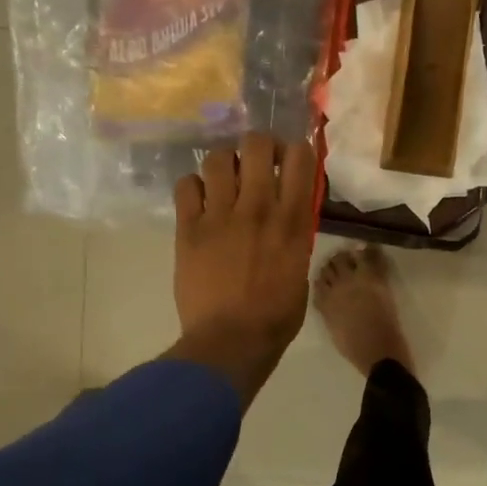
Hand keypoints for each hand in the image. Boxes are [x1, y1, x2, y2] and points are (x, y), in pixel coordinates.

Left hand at [167, 133, 316, 406]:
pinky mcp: (189, 228)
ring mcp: (219, 215)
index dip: (297, 151)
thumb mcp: (301, 271)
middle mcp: (257, 207)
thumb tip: (286, 220)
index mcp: (292, 220)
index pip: (300, 158)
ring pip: (218, 159)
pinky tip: (200, 200)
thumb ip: (294, 237)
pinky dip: (194, 186)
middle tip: (258, 161)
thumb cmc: (276, 316)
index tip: (292, 160)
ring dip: (225, 163)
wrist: (231, 340)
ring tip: (225, 178)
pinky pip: (186, 185)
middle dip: (260, 146)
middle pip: (256, 144)